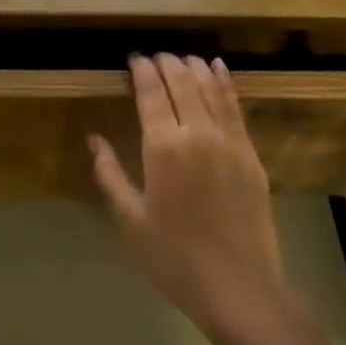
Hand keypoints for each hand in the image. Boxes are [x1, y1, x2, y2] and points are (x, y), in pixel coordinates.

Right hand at [91, 54, 289, 336]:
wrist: (238, 287)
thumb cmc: (174, 258)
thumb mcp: (131, 219)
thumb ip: (110, 174)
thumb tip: (94, 139)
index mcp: (163, 147)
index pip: (151, 92)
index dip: (142, 70)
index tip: (134, 58)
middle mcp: (197, 132)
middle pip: (181, 82)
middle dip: (166, 63)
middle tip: (155, 57)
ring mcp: (228, 140)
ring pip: (210, 87)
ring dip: (194, 67)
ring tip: (182, 57)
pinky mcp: (250, 152)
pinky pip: (235, 105)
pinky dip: (225, 82)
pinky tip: (218, 68)